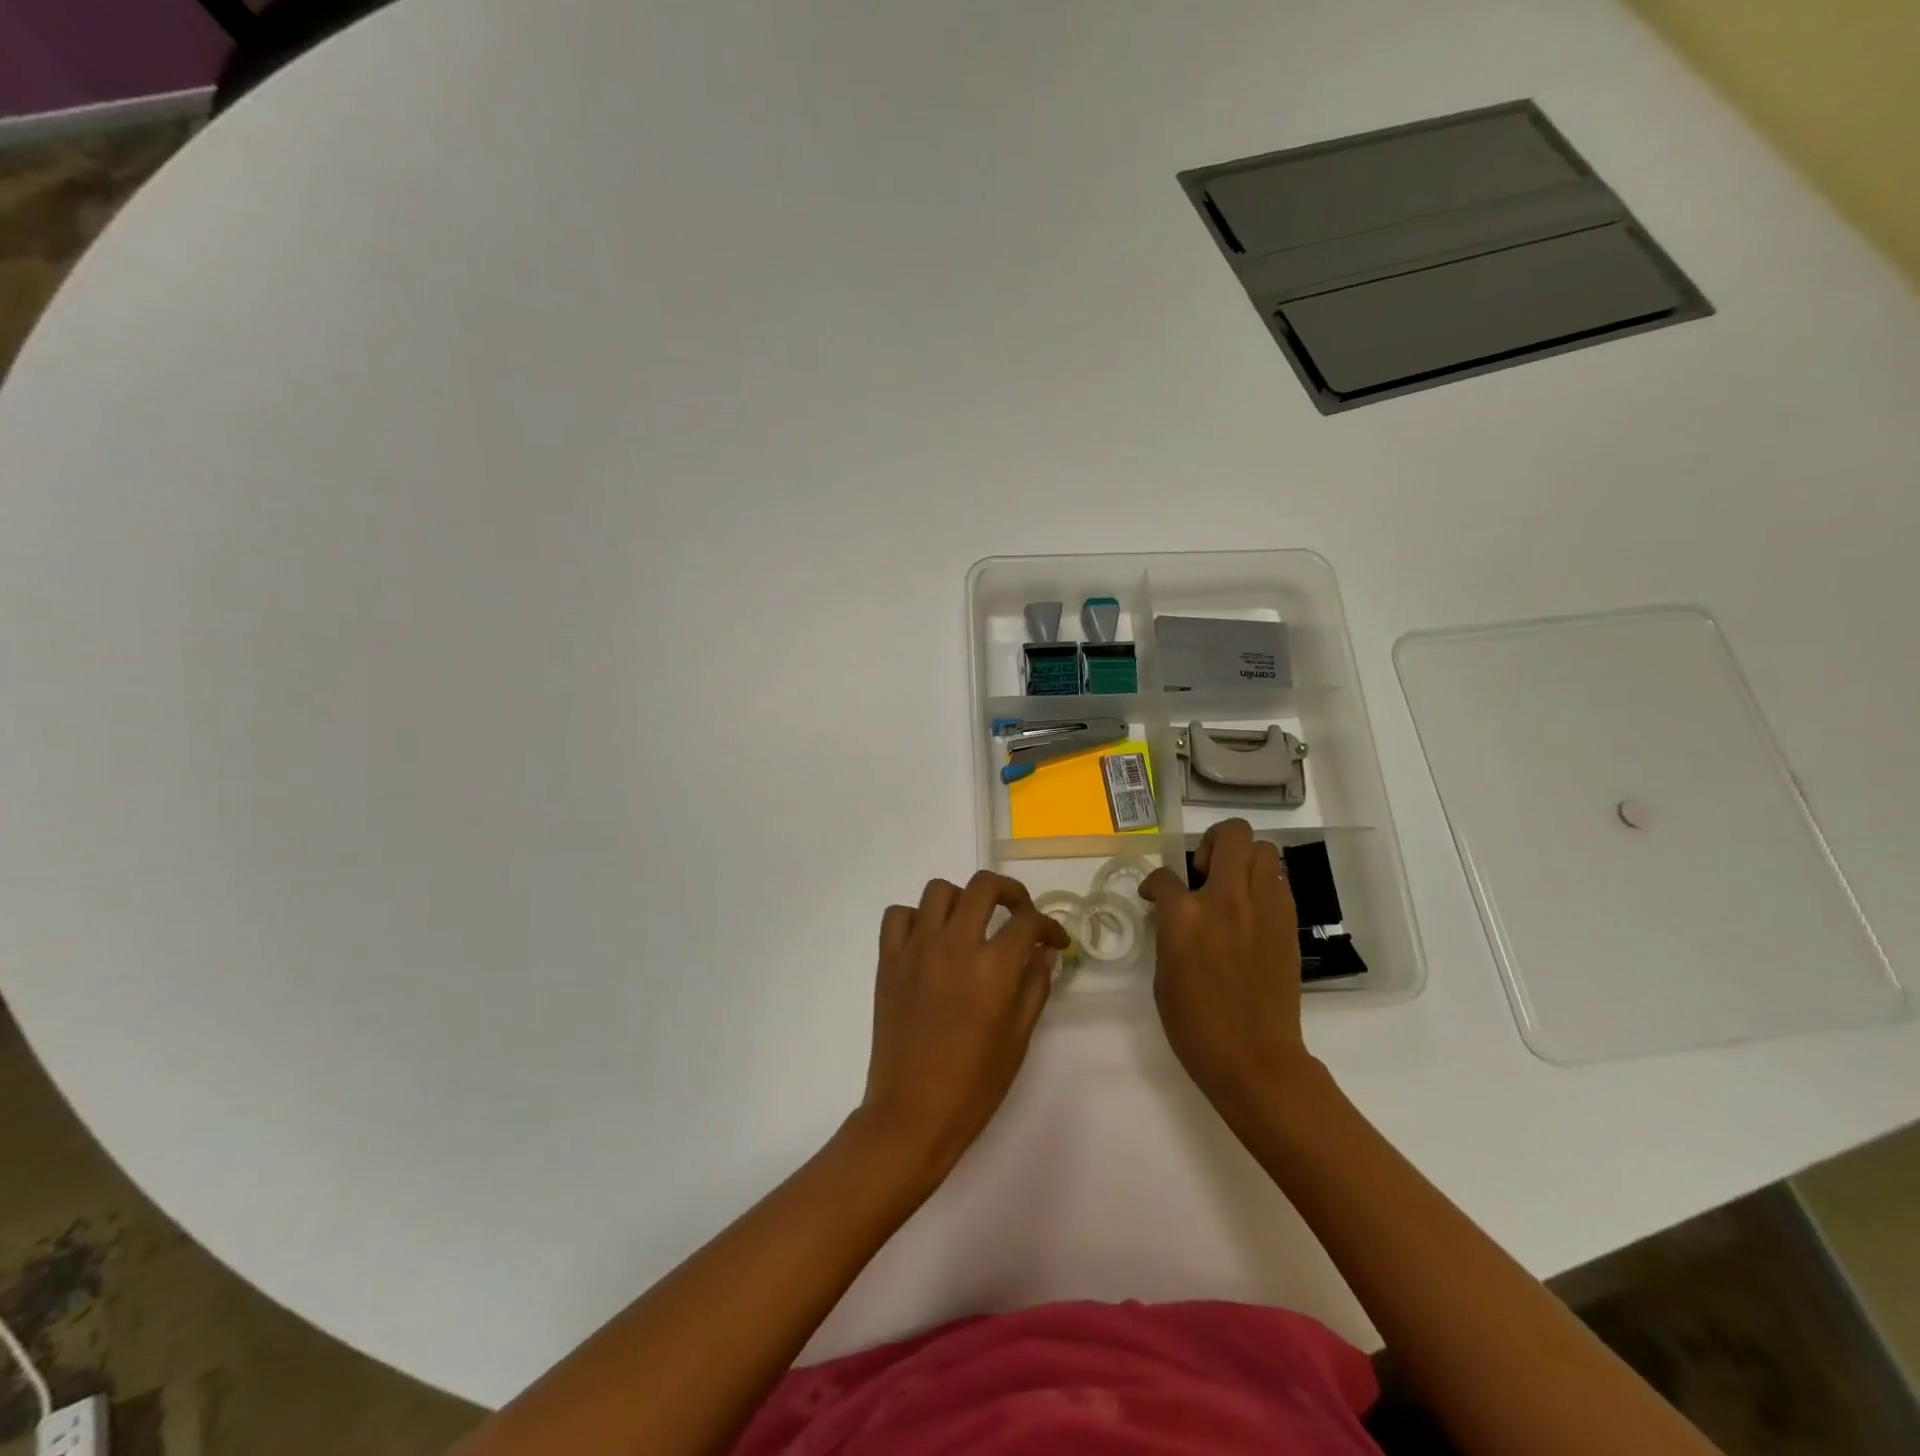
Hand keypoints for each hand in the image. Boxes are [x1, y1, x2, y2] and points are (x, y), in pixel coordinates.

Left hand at [857, 871, 1070, 1181]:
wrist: (912, 1114)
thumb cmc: (974, 1084)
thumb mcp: (1018, 1039)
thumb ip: (1034, 987)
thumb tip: (1044, 953)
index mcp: (993, 968)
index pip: (1027, 922)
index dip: (1049, 926)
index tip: (1054, 942)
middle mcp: (954, 945)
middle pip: (983, 886)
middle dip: (1010, 892)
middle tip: (1018, 913)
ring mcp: (916, 949)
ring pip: (938, 890)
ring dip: (961, 899)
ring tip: (970, 924)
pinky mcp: (888, 961)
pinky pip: (898, 915)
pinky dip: (916, 917)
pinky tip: (929, 939)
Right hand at [1140, 820, 1312, 1122]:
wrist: (1254, 1058)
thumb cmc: (1195, 1024)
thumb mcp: (1164, 973)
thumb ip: (1169, 931)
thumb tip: (1173, 912)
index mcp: (1185, 915)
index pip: (1164, 875)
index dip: (1155, 883)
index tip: (1155, 896)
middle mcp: (1227, 899)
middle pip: (1231, 834)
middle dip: (1212, 842)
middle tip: (1204, 872)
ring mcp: (1263, 908)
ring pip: (1264, 849)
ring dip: (1244, 859)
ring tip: (1232, 887)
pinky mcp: (1288, 923)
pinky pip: (1278, 882)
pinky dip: (1264, 884)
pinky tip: (1251, 911)